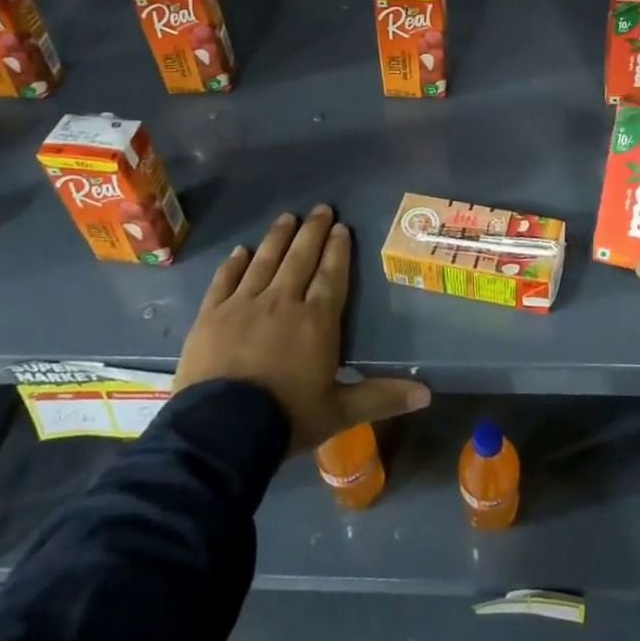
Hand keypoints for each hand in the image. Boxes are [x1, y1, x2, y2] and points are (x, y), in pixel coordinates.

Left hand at [175, 206, 430, 451]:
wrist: (221, 431)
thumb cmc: (286, 418)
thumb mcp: (339, 412)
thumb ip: (381, 397)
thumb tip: (428, 394)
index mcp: (316, 321)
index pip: (331, 276)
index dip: (338, 250)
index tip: (342, 227)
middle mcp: (282, 302)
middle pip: (300, 259)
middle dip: (312, 232)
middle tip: (320, 209)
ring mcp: (243, 305)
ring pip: (265, 261)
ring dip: (278, 237)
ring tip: (287, 217)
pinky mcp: (211, 316)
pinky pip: (225, 280)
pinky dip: (234, 264)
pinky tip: (241, 250)